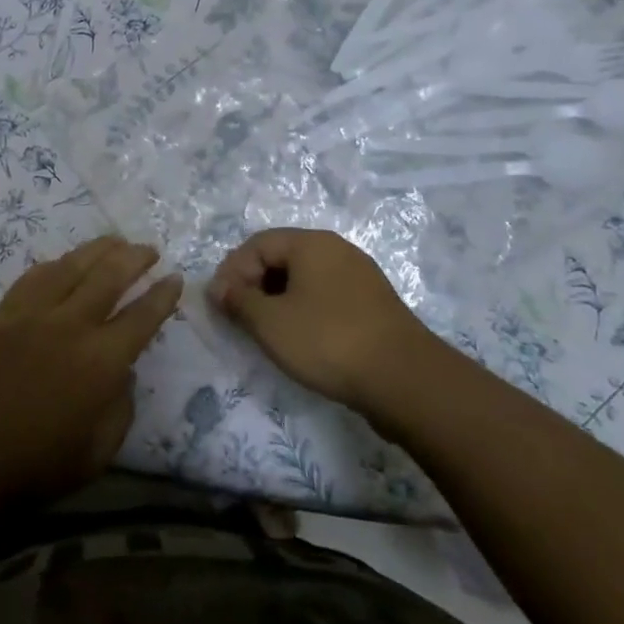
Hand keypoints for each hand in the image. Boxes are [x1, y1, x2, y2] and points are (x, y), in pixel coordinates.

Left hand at [0, 237, 181, 507]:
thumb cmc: (37, 464)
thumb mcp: (99, 451)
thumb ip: (121, 407)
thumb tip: (124, 372)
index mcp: (101, 361)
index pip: (142, 316)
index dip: (163, 296)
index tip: (175, 278)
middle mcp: (71, 325)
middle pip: (109, 276)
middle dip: (135, 258)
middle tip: (150, 249)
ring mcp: (34, 313)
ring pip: (72, 266)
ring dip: (99, 249)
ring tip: (116, 241)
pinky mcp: (4, 313)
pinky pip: (35, 276)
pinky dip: (57, 264)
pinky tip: (65, 261)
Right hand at [207, 228, 430, 413]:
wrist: (405, 380)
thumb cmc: (328, 340)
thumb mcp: (270, 322)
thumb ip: (238, 300)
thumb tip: (218, 287)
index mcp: (311, 243)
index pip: (257, 244)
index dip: (232, 271)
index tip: (221, 305)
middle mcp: (337, 250)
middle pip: (281, 257)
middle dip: (254, 285)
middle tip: (240, 318)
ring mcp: (360, 276)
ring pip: (305, 279)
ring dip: (278, 300)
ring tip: (268, 332)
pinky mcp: (374, 305)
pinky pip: (326, 296)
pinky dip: (305, 311)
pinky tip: (301, 339)